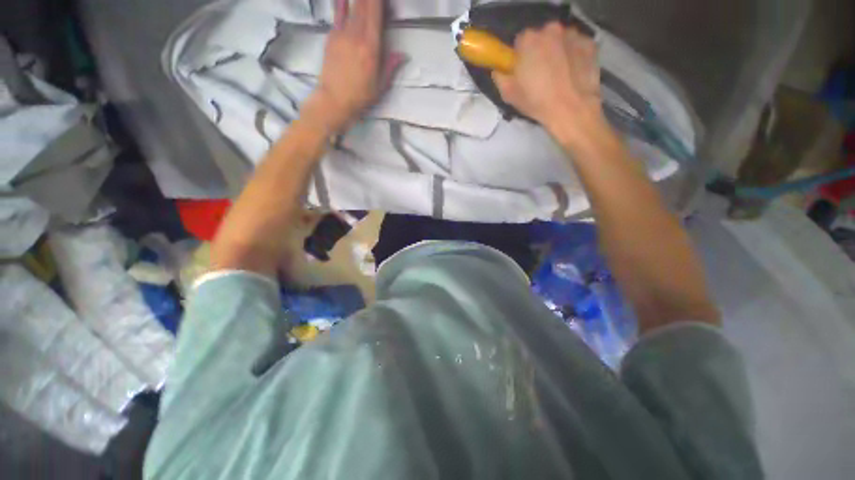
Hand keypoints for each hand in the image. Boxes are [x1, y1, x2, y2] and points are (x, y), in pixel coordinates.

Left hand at [306, 0, 404, 133]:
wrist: (334, 100)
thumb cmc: (360, 96)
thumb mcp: (380, 86)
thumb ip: (390, 67)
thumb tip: (403, 55)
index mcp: (371, 48)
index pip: (375, 14)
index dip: (379, 1)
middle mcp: (356, 35)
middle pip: (363, 6)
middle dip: (370, 0)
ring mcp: (342, 34)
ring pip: (351, 7)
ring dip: (358, 1)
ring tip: (363, 0)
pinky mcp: (332, 37)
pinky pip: (338, 15)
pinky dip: (341, 4)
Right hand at [493, 23, 604, 144]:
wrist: (571, 109)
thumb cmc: (536, 102)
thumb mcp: (509, 94)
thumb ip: (500, 77)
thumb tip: (499, 70)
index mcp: (529, 40)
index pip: (520, 41)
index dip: (520, 57)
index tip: (523, 70)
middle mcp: (551, 30)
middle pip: (541, 38)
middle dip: (539, 52)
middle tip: (540, 74)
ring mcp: (573, 35)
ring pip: (560, 41)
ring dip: (557, 52)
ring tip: (557, 76)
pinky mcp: (590, 44)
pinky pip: (577, 46)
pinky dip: (573, 56)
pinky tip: (571, 74)